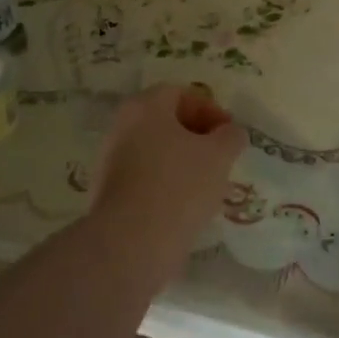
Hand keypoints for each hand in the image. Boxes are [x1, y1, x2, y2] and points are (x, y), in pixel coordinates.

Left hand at [92, 85, 247, 265]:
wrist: (131, 243)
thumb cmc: (179, 186)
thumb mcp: (219, 156)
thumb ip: (230, 136)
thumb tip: (230, 133)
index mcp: (144, 107)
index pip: (180, 94)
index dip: (210, 110)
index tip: (229, 135)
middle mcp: (121, 127)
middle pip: (165, 122)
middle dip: (197, 137)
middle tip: (220, 159)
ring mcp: (110, 161)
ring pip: (155, 151)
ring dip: (182, 162)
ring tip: (207, 186)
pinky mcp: (108, 193)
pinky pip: (144, 177)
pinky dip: (166, 184)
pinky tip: (184, 207)